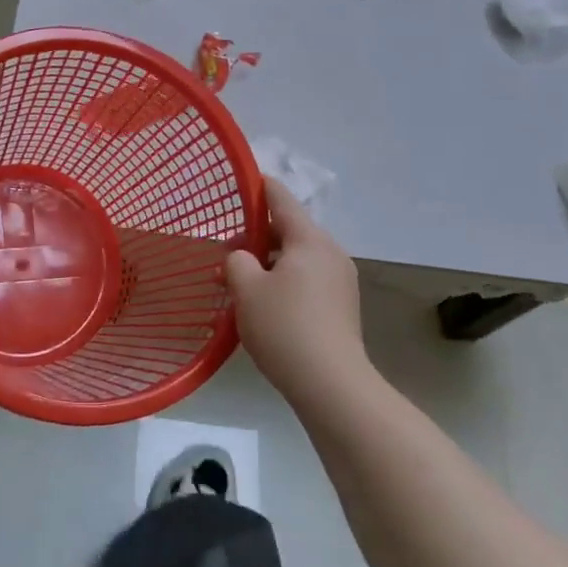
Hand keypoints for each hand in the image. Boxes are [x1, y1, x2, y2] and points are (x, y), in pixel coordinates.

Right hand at [227, 179, 368, 405]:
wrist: (332, 385)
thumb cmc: (285, 327)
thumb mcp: (246, 289)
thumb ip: (237, 261)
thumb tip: (242, 258)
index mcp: (309, 239)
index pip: (281, 198)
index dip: (258, 187)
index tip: (240, 181)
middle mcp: (330, 252)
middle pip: (289, 230)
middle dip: (256, 237)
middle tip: (225, 254)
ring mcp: (340, 280)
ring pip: (297, 258)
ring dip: (268, 263)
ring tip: (240, 284)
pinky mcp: (342, 306)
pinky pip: (307, 280)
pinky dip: (284, 281)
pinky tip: (264, 304)